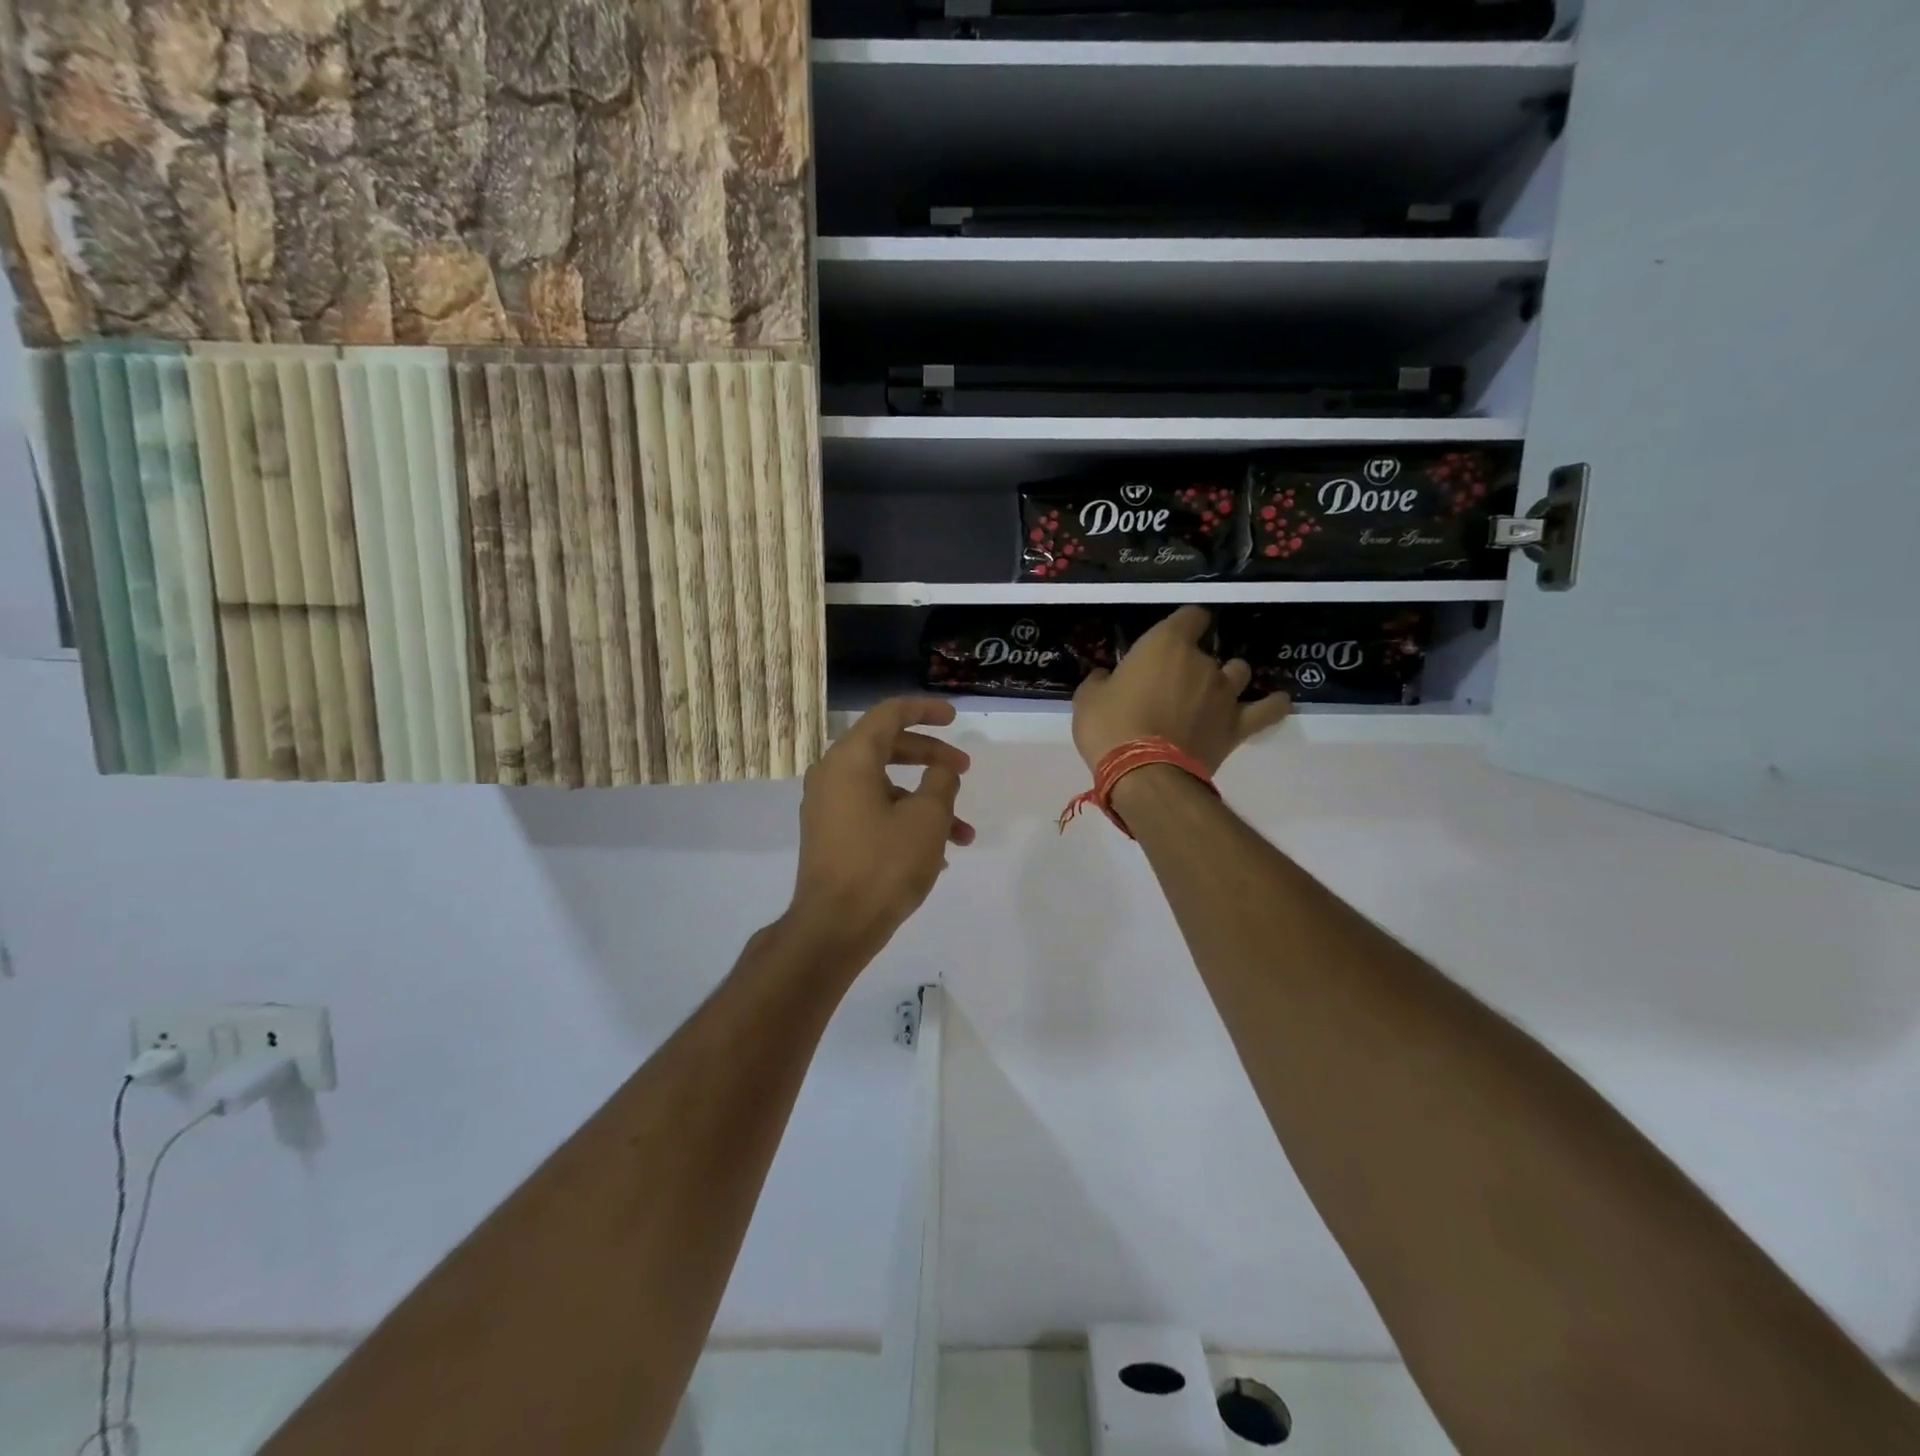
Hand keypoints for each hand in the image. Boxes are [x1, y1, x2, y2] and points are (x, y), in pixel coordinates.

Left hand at [787, 698, 975, 969]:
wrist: (834, 927)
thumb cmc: (883, 865)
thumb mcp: (927, 818)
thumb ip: (940, 781)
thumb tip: (940, 770)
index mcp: (851, 759)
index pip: (889, 714)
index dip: (924, 711)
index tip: (954, 718)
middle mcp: (833, 774)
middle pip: (888, 748)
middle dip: (931, 757)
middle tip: (965, 770)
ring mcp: (828, 806)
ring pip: (885, 787)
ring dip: (926, 802)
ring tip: (963, 834)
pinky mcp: (831, 834)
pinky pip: (873, 812)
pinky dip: (904, 820)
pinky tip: (937, 854)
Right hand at [1072, 606, 1289, 772]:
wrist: (1144, 774)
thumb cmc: (1110, 727)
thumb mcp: (1088, 698)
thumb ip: (1102, 681)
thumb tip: (1108, 678)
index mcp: (1166, 644)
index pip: (1190, 616)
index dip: (1184, 624)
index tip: (1171, 637)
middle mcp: (1203, 663)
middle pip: (1208, 652)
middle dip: (1193, 664)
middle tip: (1171, 686)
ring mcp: (1225, 694)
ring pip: (1238, 672)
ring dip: (1227, 679)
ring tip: (1211, 694)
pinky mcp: (1237, 727)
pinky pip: (1266, 710)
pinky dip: (1272, 705)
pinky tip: (1276, 701)